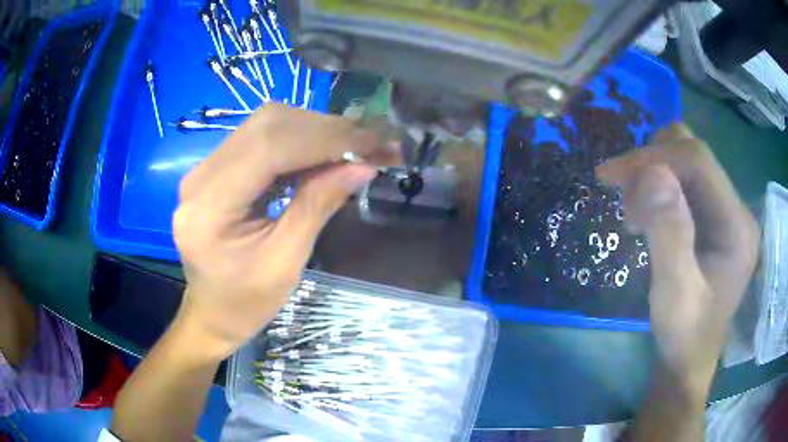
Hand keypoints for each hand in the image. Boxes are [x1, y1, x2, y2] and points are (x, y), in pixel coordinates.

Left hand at [172, 104, 378, 360]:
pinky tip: (326, 153)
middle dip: (325, 129)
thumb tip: (363, 164)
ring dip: (316, 130)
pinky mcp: (217, 167)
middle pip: (268, 125)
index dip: (325, 138)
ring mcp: (206, 167)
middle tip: (371, 144)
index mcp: (209, 207)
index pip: (269, 147)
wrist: (211, 310)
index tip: (373, 143)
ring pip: (267, 124)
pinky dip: (301, 139)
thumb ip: (318, 205)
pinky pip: (263, 137)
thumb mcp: (286, 262)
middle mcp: (200, 175)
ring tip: (354, 148)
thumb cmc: (246, 302)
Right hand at [597, 123, 759, 388]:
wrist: (687, 361)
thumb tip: (652, 172)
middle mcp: (736, 209)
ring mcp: (726, 211)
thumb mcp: (673, 295)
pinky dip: (657, 189)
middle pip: (693, 154)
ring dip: (653, 176)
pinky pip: (683, 183)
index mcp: (738, 226)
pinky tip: (645, 217)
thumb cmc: (683, 337)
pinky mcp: (713, 217)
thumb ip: (669, 235)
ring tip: (634, 214)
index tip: (610, 175)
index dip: (654, 158)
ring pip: (685, 162)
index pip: (699, 161)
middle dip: (653, 165)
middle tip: (626, 200)